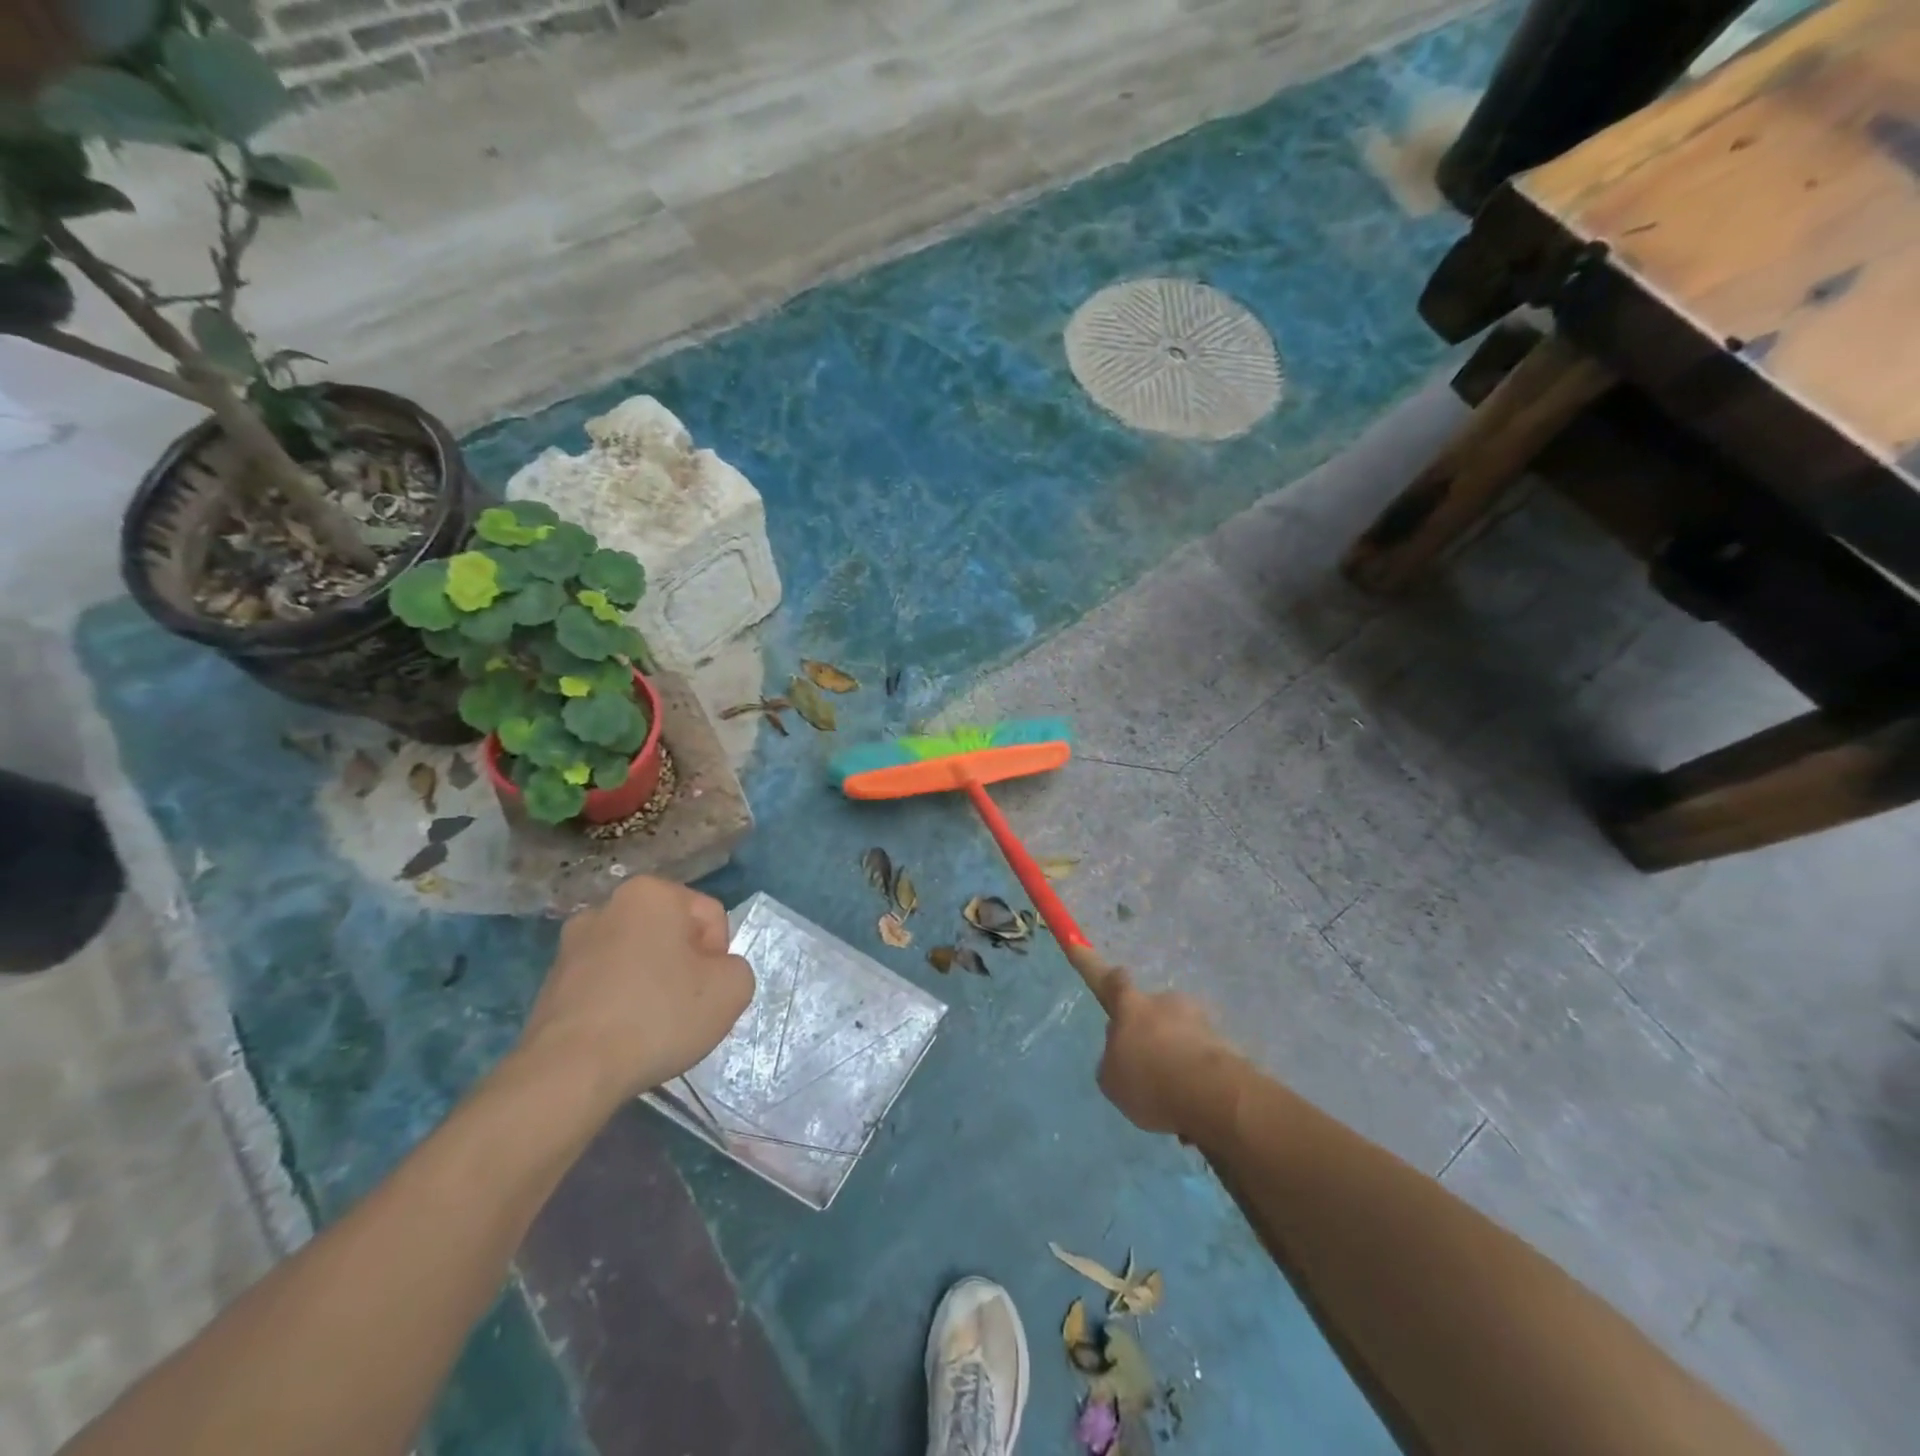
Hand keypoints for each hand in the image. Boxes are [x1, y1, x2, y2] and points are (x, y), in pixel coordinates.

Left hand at [518, 877, 753, 1108]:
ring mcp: (571, 944)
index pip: (710, 915)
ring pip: (636, 958)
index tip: (709, 990)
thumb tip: (714, 973)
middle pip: (671, 934)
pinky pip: (606, 984)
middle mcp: (607, 906)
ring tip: (652, 1027)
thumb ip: (737, 968)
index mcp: (651, 893)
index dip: (720, 955)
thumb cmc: (659, 1016)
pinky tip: (623, 1036)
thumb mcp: (733, 989)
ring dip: (652, 984)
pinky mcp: (550, 982)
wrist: (569, 1072)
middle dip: (684, 966)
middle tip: (687, 1008)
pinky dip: (620, 1003)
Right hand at [1096, 972, 1240, 1136]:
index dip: (1095, 965)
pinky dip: (1196, 1076)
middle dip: (1150, 1032)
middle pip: (1151, 1011)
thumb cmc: (1149, 1080)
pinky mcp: (1225, 1044)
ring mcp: (1198, 1020)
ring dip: (1175, 1056)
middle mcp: (1165, 1003)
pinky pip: (1202, 1058)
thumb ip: (1114, 1061)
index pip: (1112, 980)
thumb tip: (1124, 1054)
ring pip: (1180, 1035)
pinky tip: (1194, 1107)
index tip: (1079, 945)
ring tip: (1173, 1098)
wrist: (1210, 1095)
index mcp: (1131, 1006)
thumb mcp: (1112, 1079)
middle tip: (1147, 1069)